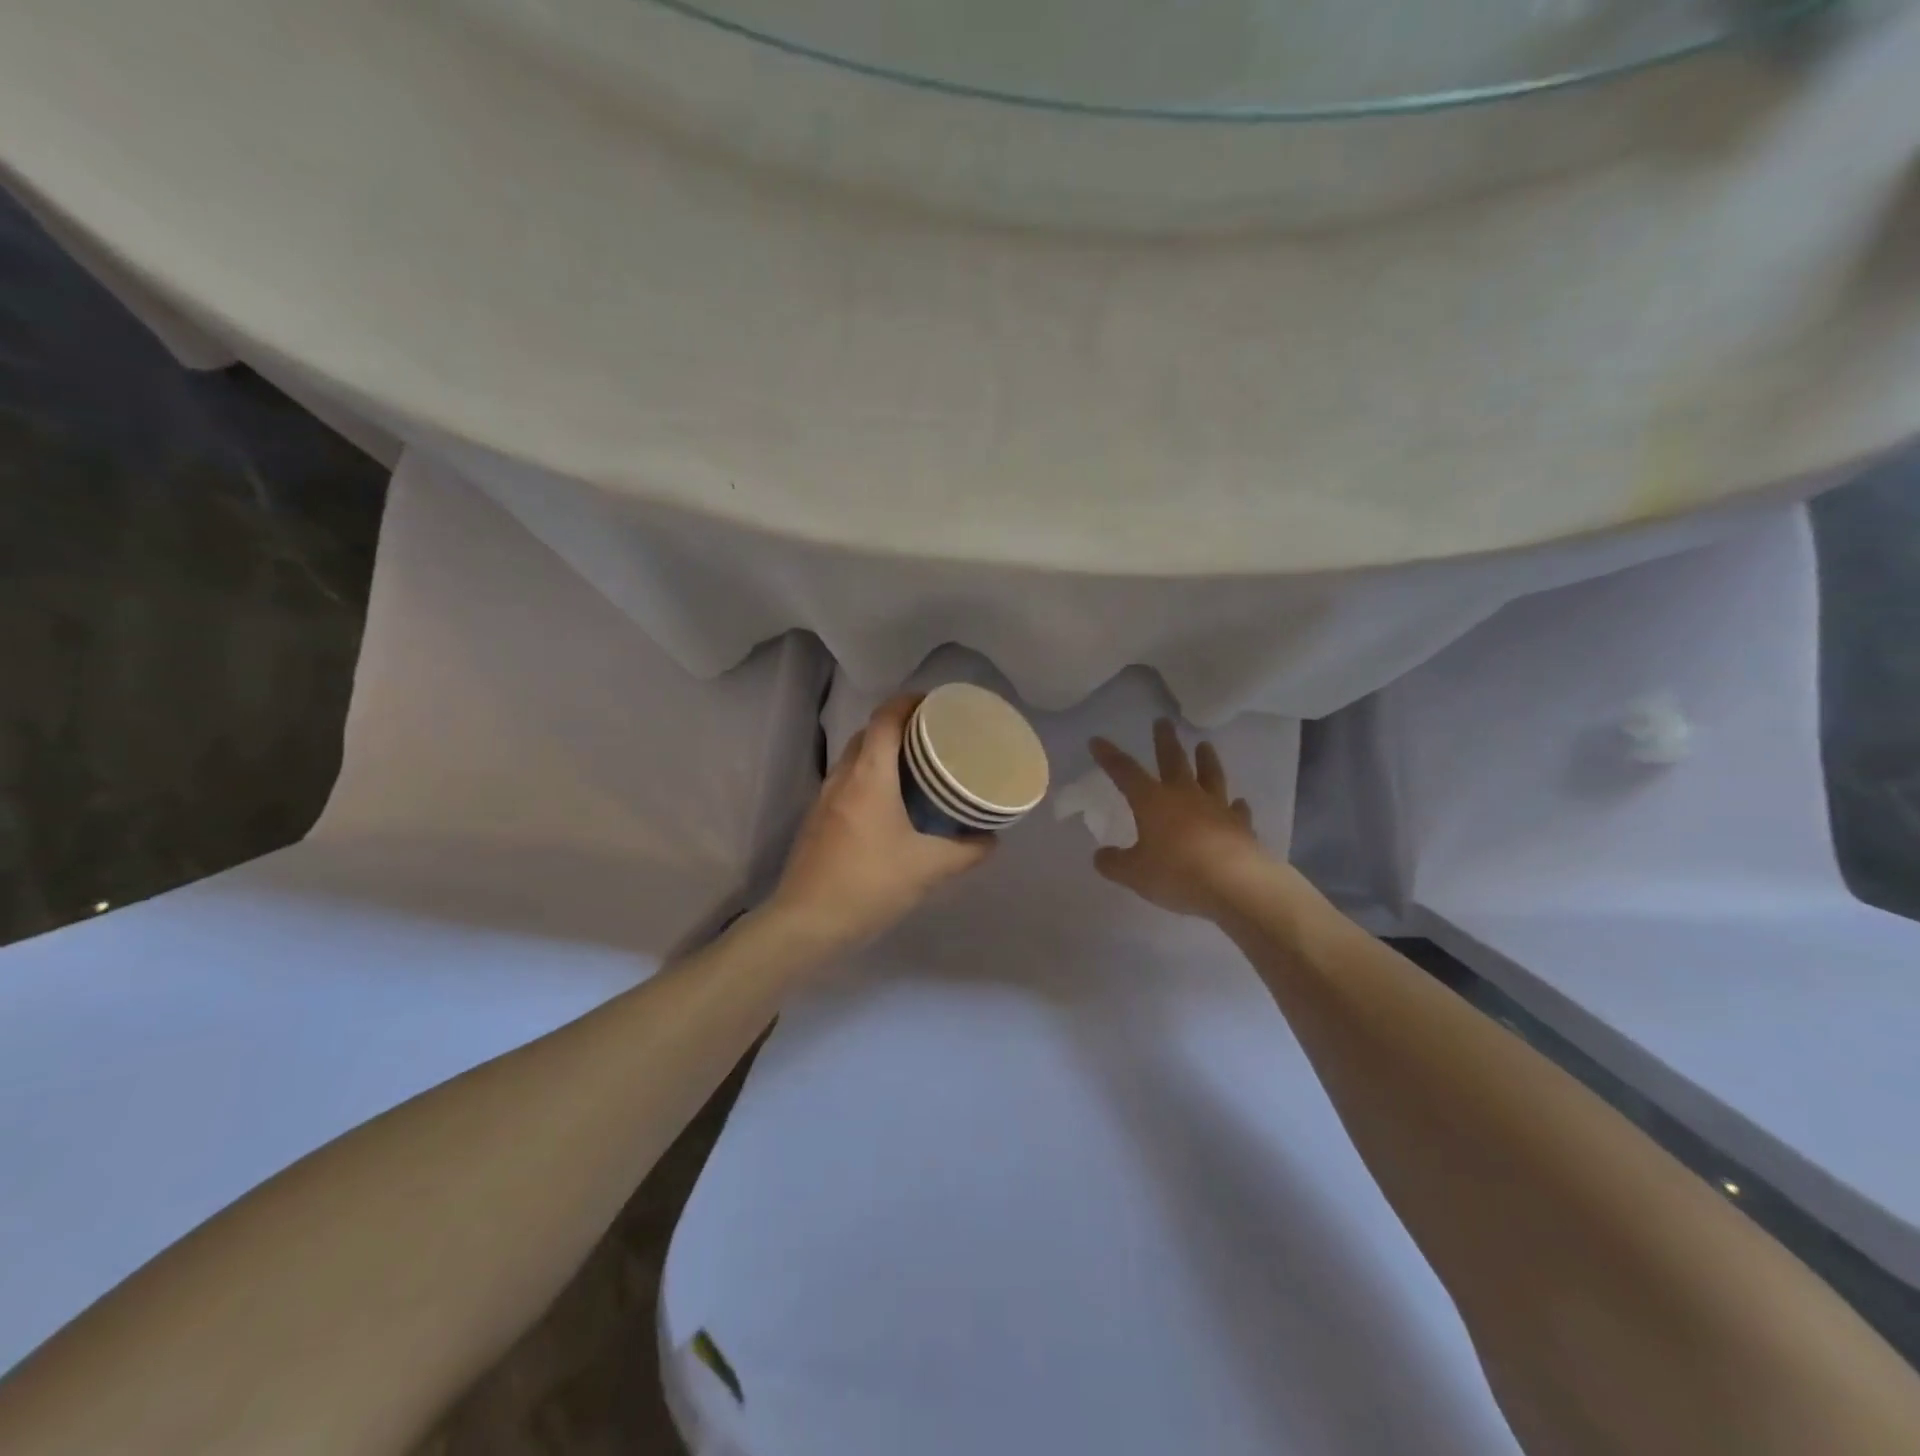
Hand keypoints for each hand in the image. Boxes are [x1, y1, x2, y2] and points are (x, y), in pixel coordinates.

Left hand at [771, 694, 994, 951]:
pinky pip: (846, 781)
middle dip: (899, 726)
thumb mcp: (928, 869)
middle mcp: (843, 777)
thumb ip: (967, 851)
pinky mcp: (817, 819)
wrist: (807, 922)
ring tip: (915, 767)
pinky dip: (869, 777)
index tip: (935, 704)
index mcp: (869, 776)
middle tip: (933, 737)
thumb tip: (992, 839)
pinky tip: (889, 803)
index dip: (909, 702)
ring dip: (882, 752)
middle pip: (869, 733)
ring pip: (855, 758)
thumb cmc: (870, 884)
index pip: (885, 718)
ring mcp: (824, 798)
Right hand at [1090, 720, 1270, 920]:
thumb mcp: (1134, 874)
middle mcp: (1184, 796)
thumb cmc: (1177, 873)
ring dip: (1206, 760)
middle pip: (1173, 761)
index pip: (1125, 771)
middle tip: (1163, 721)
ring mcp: (1216, 808)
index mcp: (1152, 801)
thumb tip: (1101, 856)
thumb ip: (1114, 863)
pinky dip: (1235, 805)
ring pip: (1210, 776)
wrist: (1236, 885)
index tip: (1097, 741)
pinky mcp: (1240, 826)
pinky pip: (1236, 810)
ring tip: (1204, 745)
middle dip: (1165, 741)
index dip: (1109, 756)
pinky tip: (1238, 802)